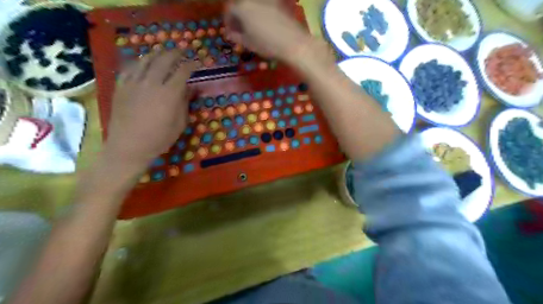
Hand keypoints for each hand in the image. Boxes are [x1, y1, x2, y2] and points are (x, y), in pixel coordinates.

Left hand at [102, 51, 198, 176]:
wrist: (129, 147)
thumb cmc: (160, 139)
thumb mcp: (180, 123)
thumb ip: (185, 103)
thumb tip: (191, 88)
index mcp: (170, 94)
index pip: (182, 71)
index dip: (191, 64)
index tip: (197, 63)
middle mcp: (152, 83)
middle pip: (164, 60)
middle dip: (175, 53)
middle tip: (182, 51)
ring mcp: (134, 83)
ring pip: (146, 60)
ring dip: (157, 54)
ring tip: (163, 53)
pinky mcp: (121, 87)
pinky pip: (130, 68)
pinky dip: (139, 62)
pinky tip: (143, 62)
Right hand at [223, 0, 310, 62]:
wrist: (292, 42)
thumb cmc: (267, 44)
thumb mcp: (248, 43)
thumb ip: (236, 37)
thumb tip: (229, 34)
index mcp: (242, 8)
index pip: (229, 10)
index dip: (228, 22)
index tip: (230, 32)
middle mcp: (253, 0)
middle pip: (241, 6)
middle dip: (238, 18)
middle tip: (240, 31)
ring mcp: (267, 1)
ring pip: (253, 6)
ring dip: (249, 16)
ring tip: (252, 29)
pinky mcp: (278, 5)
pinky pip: (264, 8)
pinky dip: (261, 15)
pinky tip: (264, 27)